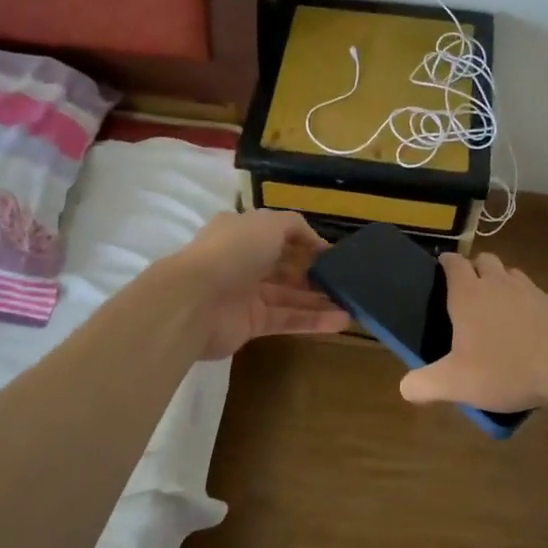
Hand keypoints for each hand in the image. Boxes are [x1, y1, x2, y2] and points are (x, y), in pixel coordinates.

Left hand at [166, 209, 351, 359]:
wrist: (195, 302)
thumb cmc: (232, 252)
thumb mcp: (268, 223)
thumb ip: (295, 226)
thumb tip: (316, 242)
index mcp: (242, 232)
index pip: (278, 235)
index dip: (306, 242)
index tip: (333, 254)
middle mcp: (243, 261)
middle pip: (286, 267)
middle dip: (314, 272)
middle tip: (345, 279)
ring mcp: (247, 295)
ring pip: (290, 296)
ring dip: (320, 299)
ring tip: (353, 302)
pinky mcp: (252, 324)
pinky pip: (288, 319)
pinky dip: (314, 320)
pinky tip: (342, 320)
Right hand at [399, 252, 547, 411]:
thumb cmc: (505, 368)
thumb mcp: (456, 383)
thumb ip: (425, 384)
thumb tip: (405, 388)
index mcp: (469, 294)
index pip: (453, 264)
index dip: (446, 263)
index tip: (440, 269)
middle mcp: (498, 284)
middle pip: (484, 260)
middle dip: (475, 268)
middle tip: (469, 292)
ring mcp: (531, 291)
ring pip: (511, 274)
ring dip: (502, 283)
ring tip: (498, 309)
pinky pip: (535, 295)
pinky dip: (527, 304)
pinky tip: (528, 329)